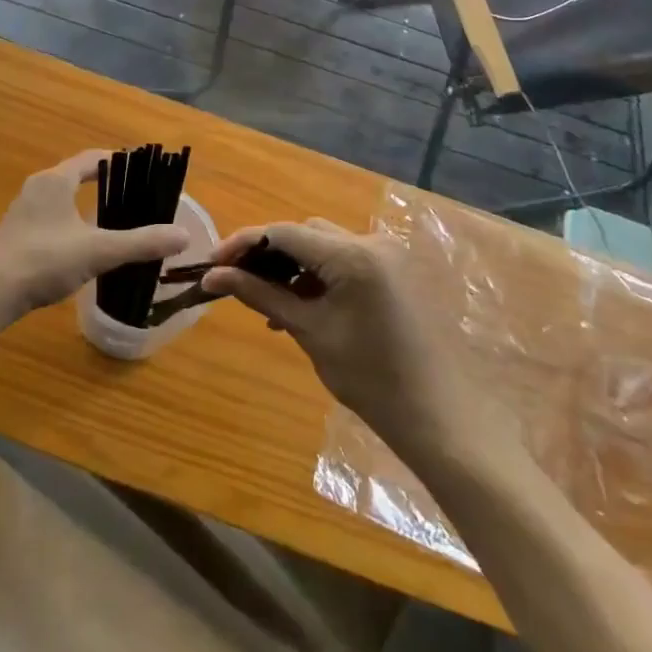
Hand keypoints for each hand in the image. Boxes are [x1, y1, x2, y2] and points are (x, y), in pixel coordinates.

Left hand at [0, 150, 189, 316]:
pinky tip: (79, 248)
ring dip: (83, 205)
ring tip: (110, 221)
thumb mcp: (99, 251)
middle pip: (74, 176)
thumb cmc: (43, 260)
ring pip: (60, 200)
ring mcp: (21, 213)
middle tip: (131, 195)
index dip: (116, 160)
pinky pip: (48, 220)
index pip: (91, 159)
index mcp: (56, 180)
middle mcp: (37, 188)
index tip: (140, 168)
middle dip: (102, 183)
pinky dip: (68, 225)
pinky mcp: (13, 236)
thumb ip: (141, 243)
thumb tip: (183, 235)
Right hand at [201, 219, 474, 459]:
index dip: (242, 244)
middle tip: (236, 283)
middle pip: (305, 233)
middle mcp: (372, 241)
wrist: (441, 418)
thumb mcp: (310, 332)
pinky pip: (345, 261)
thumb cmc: (372, 380)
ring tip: (268, 303)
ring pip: (324, 245)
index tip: (210, 264)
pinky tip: (301, 307)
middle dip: (268, 254)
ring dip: (293, 266)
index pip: (284, 233)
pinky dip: (319, 276)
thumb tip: (214, 276)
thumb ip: (262, 296)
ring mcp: (387, 255)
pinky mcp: (395, 272)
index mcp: (352, 254)